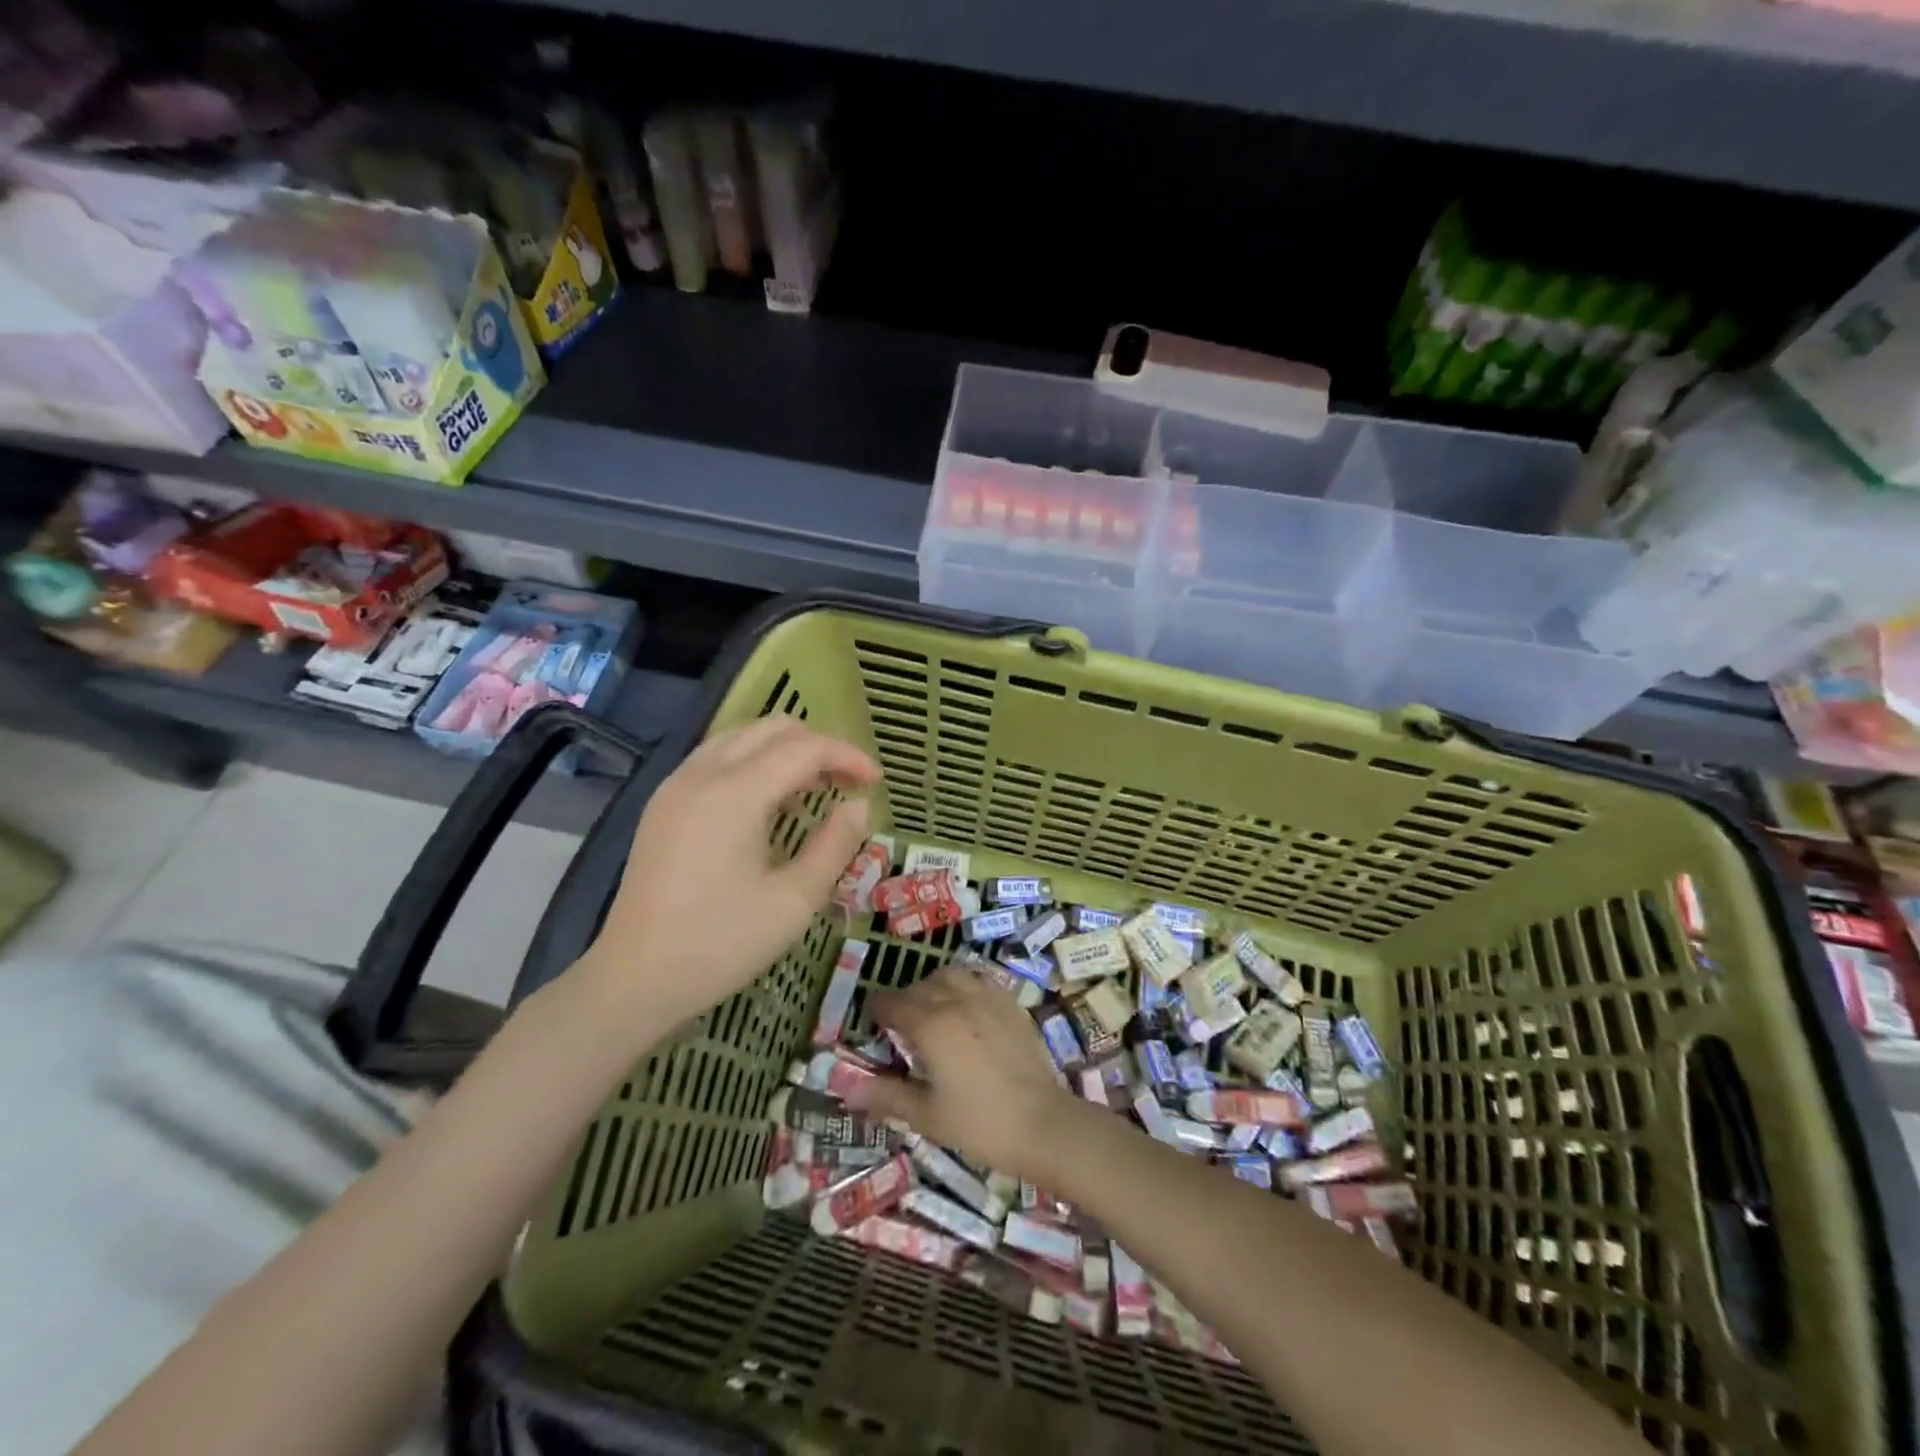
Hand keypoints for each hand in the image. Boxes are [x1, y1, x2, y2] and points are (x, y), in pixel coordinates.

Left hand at [581, 716, 879, 1026]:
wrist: (634, 980)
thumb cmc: (720, 945)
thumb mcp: (794, 902)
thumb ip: (835, 845)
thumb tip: (858, 806)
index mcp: (734, 794)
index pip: (804, 748)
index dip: (847, 756)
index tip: (876, 782)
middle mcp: (702, 774)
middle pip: (771, 728)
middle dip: (818, 745)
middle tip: (846, 783)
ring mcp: (676, 785)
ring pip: (742, 736)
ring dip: (785, 750)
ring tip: (814, 789)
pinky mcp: (663, 803)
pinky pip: (718, 757)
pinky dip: (754, 762)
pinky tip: (770, 802)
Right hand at [865, 967, 1079, 1180]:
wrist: (1042, 1123)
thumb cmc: (979, 1124)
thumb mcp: (927, 1115)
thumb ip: (887, 1095)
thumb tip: (848, 1088)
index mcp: (931, 1026)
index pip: (893, 1004)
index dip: (878, 1009)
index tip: (872, 1019)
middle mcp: (957, 1001)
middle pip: (921, 987)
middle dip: (904, 999)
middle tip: (900, 1023)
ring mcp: (988, 998)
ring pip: (951, 975)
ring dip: (934, 986)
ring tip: (932, 1008)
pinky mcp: (1011, 1003)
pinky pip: (980, 980)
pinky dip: (964, 985)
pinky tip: (966, 1007)